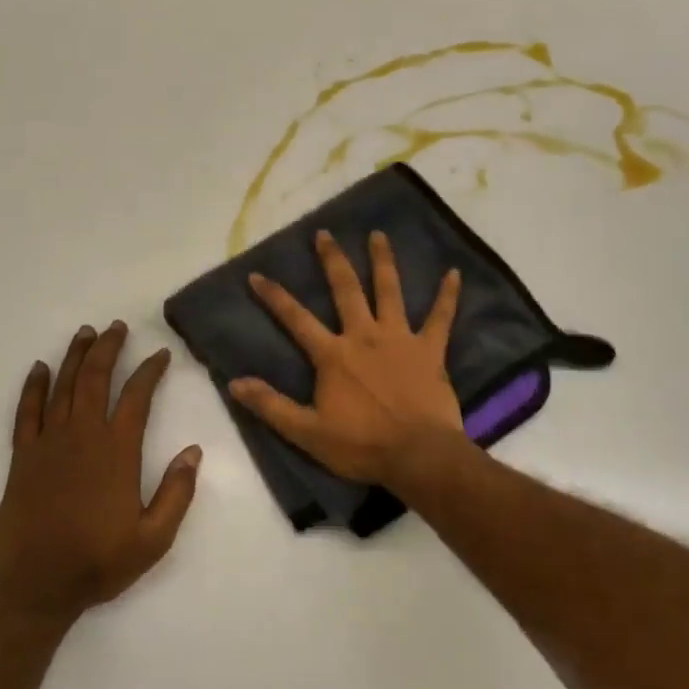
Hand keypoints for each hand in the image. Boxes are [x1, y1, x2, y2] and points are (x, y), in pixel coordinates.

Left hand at [0, 322, 201, 622]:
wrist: (36, 585)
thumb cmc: (99, 561)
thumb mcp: (155, 537)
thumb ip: (177, 492)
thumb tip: (193, 451)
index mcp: (117, 452)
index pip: (137, 397)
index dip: (150, 371)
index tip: (161, 355)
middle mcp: (83, 436)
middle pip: (96, 378)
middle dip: (109, 348)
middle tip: (117, 327)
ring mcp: (48, 444)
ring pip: (63, 387)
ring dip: (75, 357)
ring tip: (86, 333)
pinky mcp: (22, 457)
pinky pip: (27, 412)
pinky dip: (33, 387)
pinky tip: (40, 369)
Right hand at [229, 230, 466, 485]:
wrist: (418, 455)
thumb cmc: (361, 445)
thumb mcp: (307, 432)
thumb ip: (271, 406)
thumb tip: (234, 383)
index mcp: (333, 355)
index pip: (296, 319)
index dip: (275, 296)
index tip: (257, 274)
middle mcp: (364, 336)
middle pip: (346, 289)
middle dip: (333, 260)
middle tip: (325, 233)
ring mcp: (400, 339)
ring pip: (390, 291)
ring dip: (383, 261)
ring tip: (378, 234)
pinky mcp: (430, 350)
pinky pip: (441, 317)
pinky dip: (448, 295)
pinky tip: (454, 273)